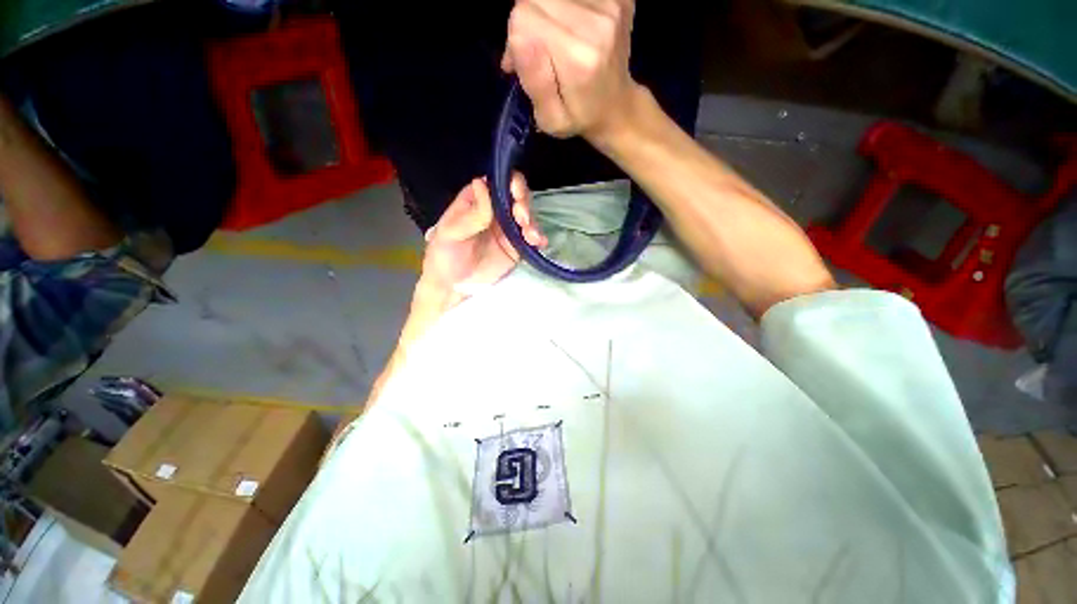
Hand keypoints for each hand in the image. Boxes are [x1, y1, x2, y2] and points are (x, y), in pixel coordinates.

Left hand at [418, 173, 546, 308]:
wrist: (453, 287)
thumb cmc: (445, 256)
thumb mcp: (451, 233)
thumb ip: (471, 214)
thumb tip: (482, 183)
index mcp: (476, 201)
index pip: (497, 184)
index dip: (509, 183)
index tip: (515, 194)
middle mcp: (495, 212)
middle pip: (516, 197)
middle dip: (524, 203)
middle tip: (522, 218)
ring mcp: (507, 229)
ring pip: (527, 216)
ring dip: (533, 222)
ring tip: (530, 236)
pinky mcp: (516, 247)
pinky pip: (531, 238)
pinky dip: (538, 238)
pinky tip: (539, 243)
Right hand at [502, 0, 636, 139]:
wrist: (617, 108)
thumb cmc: (579, 119)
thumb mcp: (550, 119)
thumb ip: (535, 82)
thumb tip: (517, 38)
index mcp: (579, 59)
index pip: (524, 17)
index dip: (516, 39)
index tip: (521, 63)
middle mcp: (597, 23)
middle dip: (528, 22)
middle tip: (538, 53)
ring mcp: (611, 5)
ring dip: (545, 13)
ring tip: (554, 43)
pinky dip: (562, 7)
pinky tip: (571, 31)